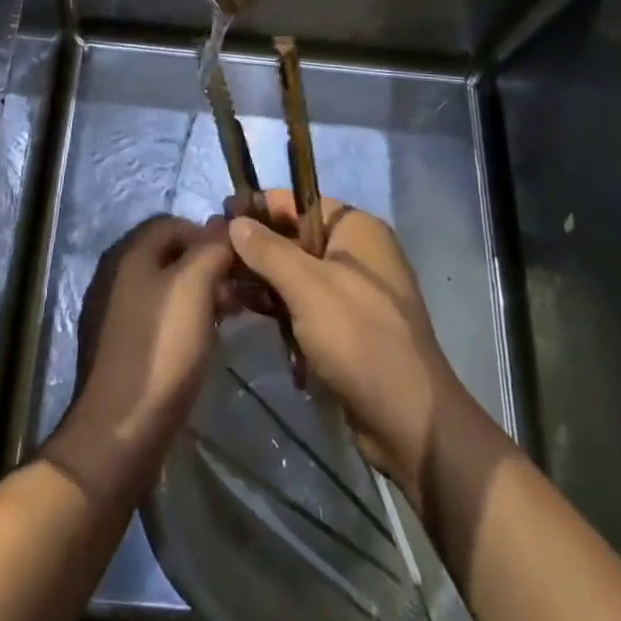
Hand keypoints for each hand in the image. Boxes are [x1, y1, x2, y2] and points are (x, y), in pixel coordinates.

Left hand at [46, 215, 234, 500]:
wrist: (120, 429)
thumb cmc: (161, 348)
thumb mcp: (194, 288)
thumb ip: (211, 249)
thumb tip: (224, 225)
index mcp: (129, 254)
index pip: (173, 222)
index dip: (208, 235)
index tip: (238, 260)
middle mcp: (116, 274)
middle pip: (169, 255)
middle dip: (207, 266)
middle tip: (239, 291)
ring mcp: (113, 311)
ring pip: (165, 287)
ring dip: (199, 295)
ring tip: (229, 317)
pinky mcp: (119, 345)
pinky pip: (157, 316)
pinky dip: (183, 319)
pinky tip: (203, 342)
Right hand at [229, 192, 490, 508]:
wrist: (407, 418)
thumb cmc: (357, 336)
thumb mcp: (306, 286)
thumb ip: (267, 249)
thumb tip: (235, 221)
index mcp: (357, 229)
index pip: (299, 202)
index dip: (259, 206)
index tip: (219, 215)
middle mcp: (358, 252)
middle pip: (296, 236)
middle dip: (256, 245)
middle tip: (213, 253)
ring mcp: (353, 290)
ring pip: (297, 271)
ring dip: (262, 277)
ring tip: (220, 283)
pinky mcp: (346, 325)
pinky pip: (305, 301)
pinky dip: (278, 303)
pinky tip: (243, 309)